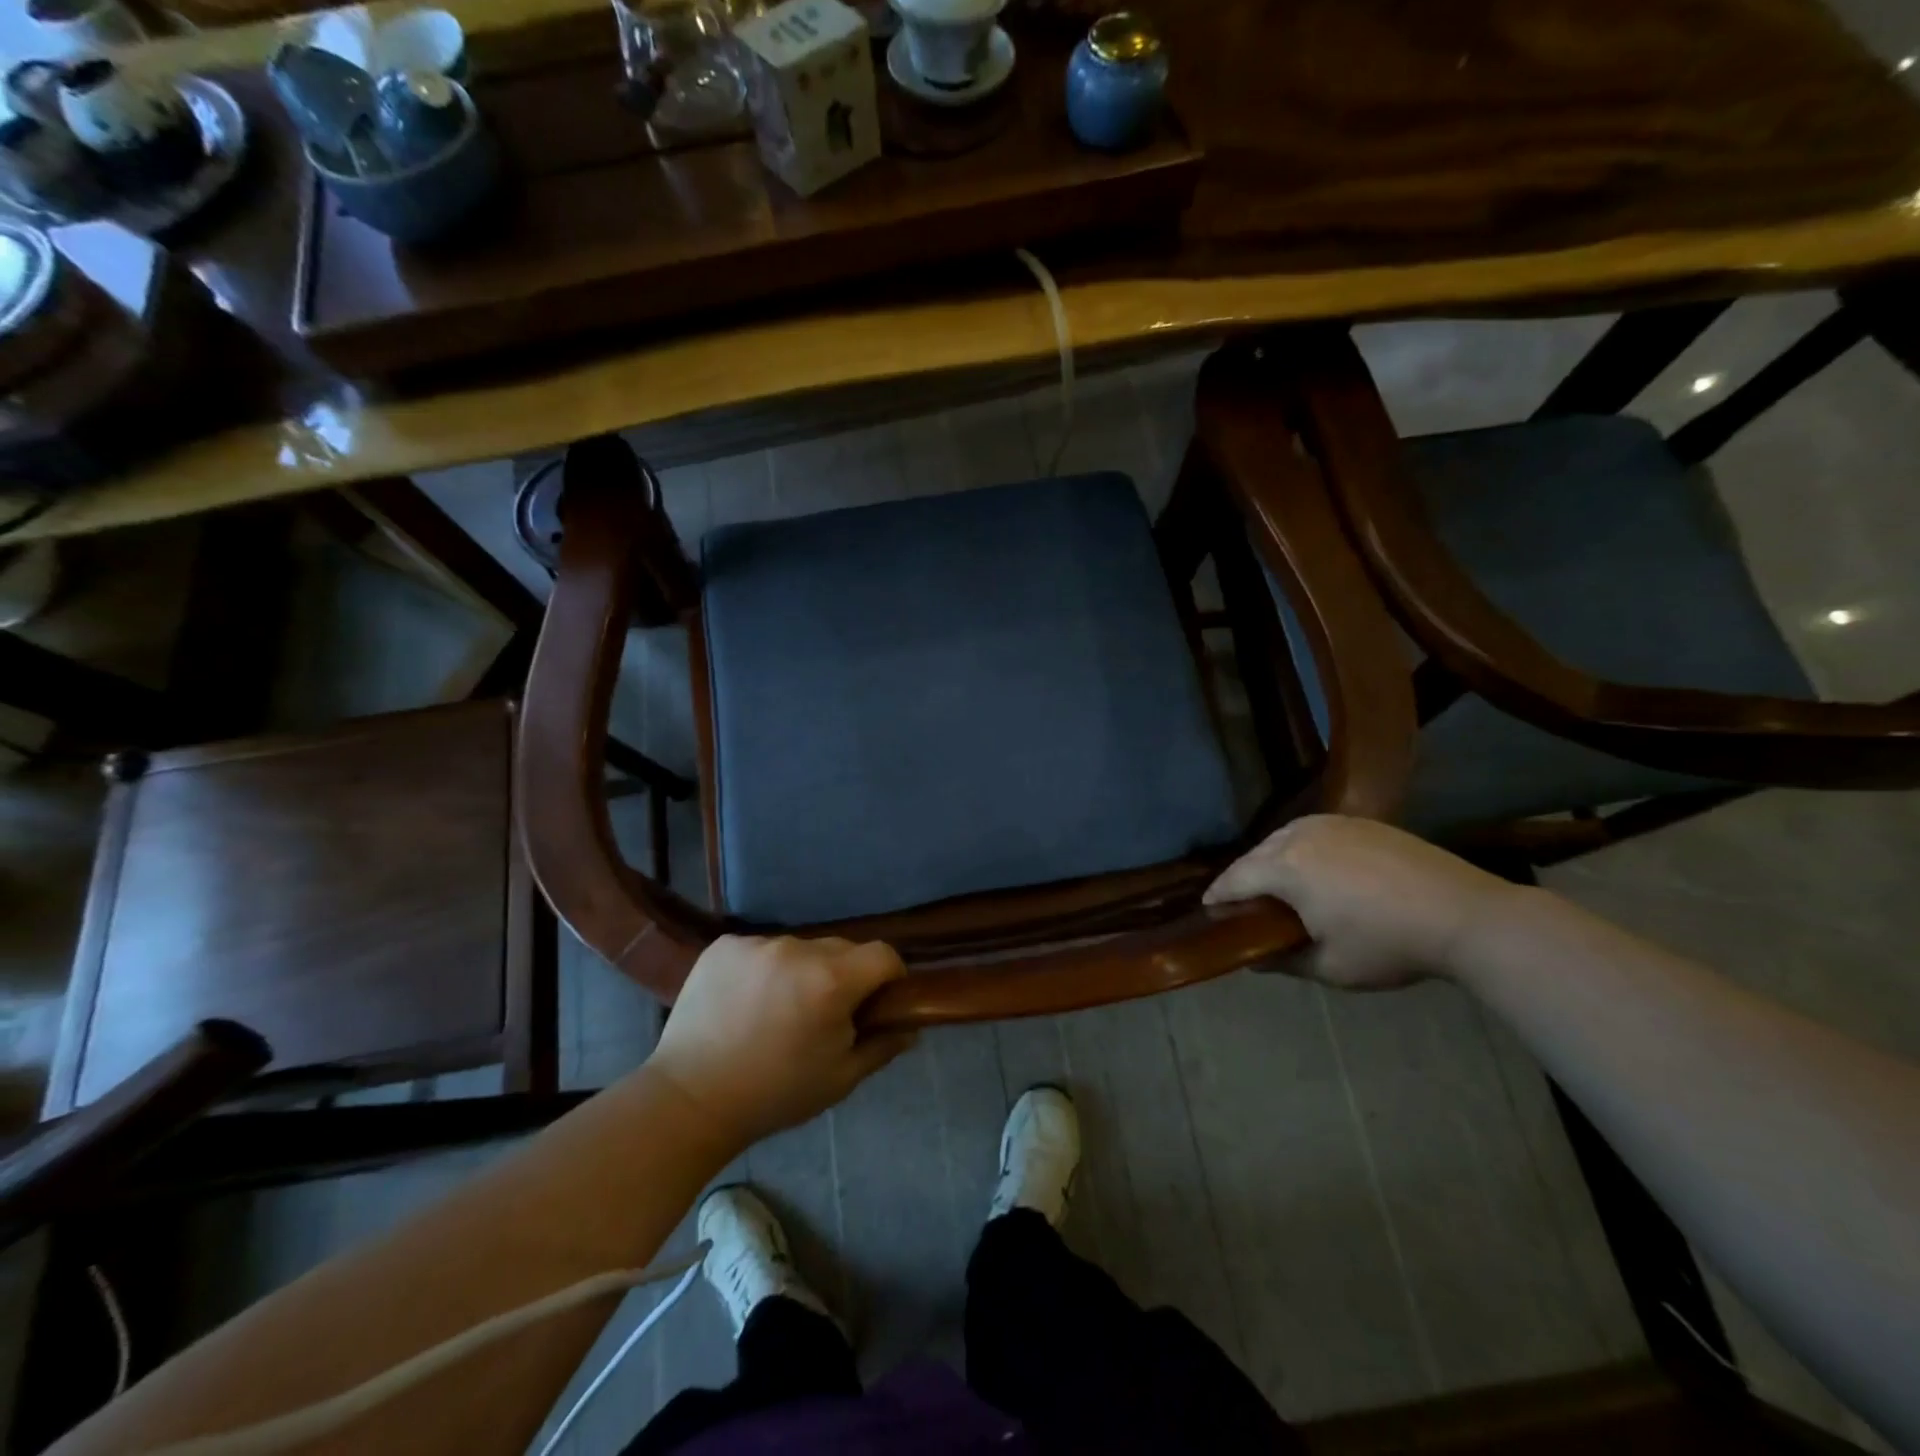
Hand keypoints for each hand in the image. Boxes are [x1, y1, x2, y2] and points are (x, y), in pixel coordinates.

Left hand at [649, 935, 915, 1147]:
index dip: (890, 977)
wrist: (689, 1100)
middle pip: (841, 949)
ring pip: (800, 949)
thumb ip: (882, 1046)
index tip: (879, 1003)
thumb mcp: (840, 1079)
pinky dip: (764, 969)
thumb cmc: (774, 1094)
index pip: (883, 955)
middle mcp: (797, 949)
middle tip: (826, 1015)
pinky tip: (746, 1002)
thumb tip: (911, 1027)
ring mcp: (757, 943)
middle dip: (845, 976)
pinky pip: (762, 949)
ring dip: (802, 971)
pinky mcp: (724, 945)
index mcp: (831, 981)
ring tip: (779, 1010)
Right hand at [1203, 815, 1519, 989]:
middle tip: (1242, 903)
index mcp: (1285, 868)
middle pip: (1256, 854)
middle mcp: (1300, 836)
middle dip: (1243, 876)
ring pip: (1283, 837)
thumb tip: (1252, 957)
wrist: (1465, 915)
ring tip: (1274, 883)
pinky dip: (1300, 847)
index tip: (1208, 909)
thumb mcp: (1330, 968)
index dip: (1218, 895)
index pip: (1236, 878)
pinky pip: (1312, 830)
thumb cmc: (1389, 945)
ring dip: (1270, 859)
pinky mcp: (1361, 823)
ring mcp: (1333, 824)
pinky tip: (1313, 867)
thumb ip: (1282, 961)